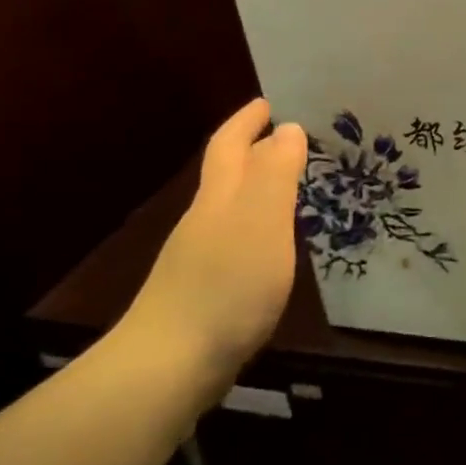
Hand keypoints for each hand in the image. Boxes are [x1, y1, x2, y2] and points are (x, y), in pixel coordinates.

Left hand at [121, 99, 306, 407]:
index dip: (246, 121)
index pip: (229, 146)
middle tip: (291, 138)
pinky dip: (260, 225)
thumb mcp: (261, 222)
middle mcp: (206, 220)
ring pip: (233, 207)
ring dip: (259, 188)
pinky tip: (275, 244)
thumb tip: (287, 128)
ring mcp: (202, 257)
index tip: (268, 101)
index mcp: (219, 199)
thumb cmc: (226, 284)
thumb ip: (276, 174)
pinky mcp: (209, 289)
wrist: (172, 363)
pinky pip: (239, 239)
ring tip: (293, 184)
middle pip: (228, 175)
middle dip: (253, 150)